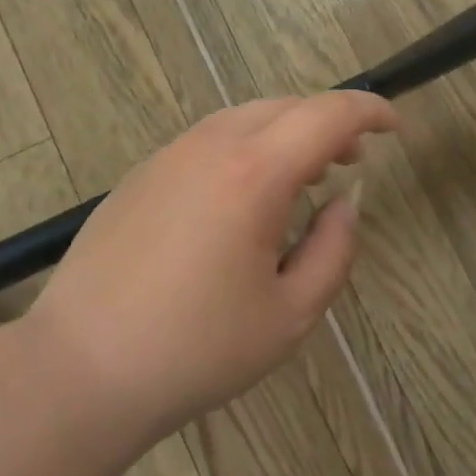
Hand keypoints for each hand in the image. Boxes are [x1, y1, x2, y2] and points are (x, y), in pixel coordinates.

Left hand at [24, 92, 398, 443]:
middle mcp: (211, 145)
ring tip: (303, 177)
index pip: (327, 115)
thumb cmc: (195, 350)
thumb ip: (333, 250)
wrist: (80, 367)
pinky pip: (209, 139)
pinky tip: (243, 195)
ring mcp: (170, 154)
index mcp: (254, 173)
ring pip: (245, 118)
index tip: (395, 126)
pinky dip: (245, 147)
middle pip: (286, 107)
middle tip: (351, 159)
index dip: (369, 111)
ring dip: (285, 133)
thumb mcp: (289, 316)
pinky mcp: (142, 173)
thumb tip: (347, 201)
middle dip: (328, 122)